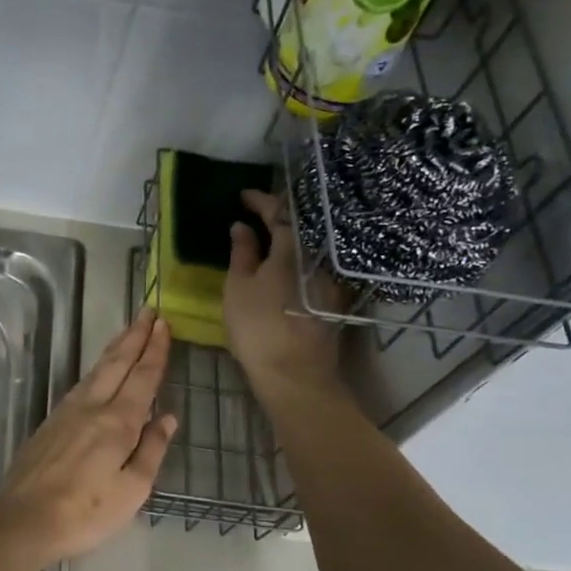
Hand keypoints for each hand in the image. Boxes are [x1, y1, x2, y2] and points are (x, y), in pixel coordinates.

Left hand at [0, 307, 177, 562]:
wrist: (23, 518)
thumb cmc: (86, 511)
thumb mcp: (132, 489)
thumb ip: (151, 450)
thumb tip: (167, 418)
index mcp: (117, 422)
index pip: (142, 377)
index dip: (155, 350)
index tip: (164, 324)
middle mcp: (92, 407)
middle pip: (117, 363)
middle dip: (135, 336)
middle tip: (148, 311)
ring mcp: (67, 412)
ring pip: (96, 370)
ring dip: (115, 348)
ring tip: (128, 331)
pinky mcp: (51, 423)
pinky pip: (82, 384)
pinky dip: (97, 368)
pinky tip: (100, 371)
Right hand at [223, 190, 343, 399]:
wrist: (296, 374)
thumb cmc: (259, 327)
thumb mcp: (238, 287)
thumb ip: (241, 253)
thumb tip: (242, 226)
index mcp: (293, 246)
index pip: (278, 211)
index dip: (260, 200)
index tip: (242, 195)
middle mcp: (318, 255)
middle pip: (299, 227)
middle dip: (277, 217)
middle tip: (254, 214)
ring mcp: (330, 278)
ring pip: (308, 248)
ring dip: (287, 239)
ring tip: (266, 240)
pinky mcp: (332, 299)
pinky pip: (312, 267)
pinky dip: (295, 260)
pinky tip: (281, 267)